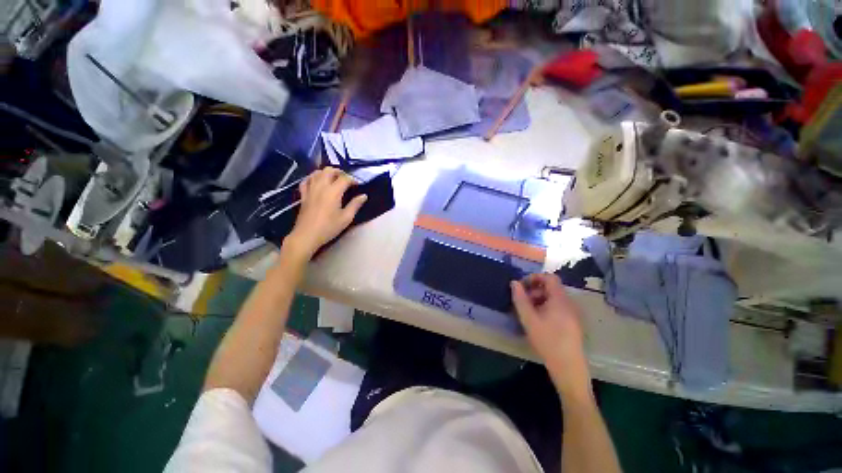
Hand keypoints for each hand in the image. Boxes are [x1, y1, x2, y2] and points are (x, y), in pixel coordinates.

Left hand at [285, 168, 366, 258]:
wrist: (307, 235)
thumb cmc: (329, 228)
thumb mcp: (346, 218)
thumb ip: (355, 205)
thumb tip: (364, 196)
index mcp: (333, 192)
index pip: (344, 178)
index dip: (353, 180)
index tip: (358, 185)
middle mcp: (321, 186)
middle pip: (329, 170)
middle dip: (339, 172)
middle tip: (346, 180)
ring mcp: (310, 189)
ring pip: (317, 172)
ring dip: (326, 173)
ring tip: (333, 180)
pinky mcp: (303, 195)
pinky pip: (306, 180)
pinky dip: (313, 178)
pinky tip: (317, 182)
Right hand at [511, 273, 590, 396]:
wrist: (569, 368)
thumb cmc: (547, 341)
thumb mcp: (528, 319)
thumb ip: (520, 299)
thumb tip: (514, 282)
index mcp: (560, 299)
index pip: (549, 277)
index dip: (534, 277)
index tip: (522, 286)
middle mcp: (569, 303)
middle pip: (551, 287)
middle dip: (535, 290)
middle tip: (522, 300)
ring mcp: (573, 313)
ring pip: (554, 298)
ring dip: (539, 299)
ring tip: (528, 311)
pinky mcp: (573, 323)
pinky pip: (558, 307)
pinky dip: (546, 307)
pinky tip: (538, 320)